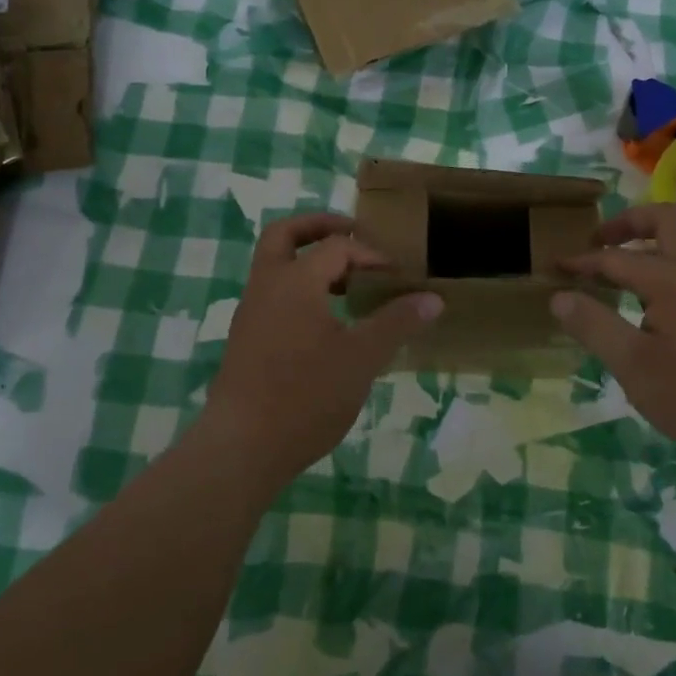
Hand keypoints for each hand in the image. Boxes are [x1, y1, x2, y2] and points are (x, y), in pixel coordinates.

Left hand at [200, 213, 440, 495]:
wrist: (242, 448)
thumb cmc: (306, 396)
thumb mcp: (362, 358)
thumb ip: (397, 322)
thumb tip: (433, 299)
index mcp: (295, 281)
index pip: (337, 246)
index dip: (371, 254)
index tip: (397, 277)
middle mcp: (266, 286)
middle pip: (285, 235)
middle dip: (319, 227)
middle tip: (354, 235)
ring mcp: (251, 312)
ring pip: (275, 265)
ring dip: (309, 260)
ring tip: (348, 282)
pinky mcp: (246, 338)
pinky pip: (273, 294)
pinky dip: (299, 289)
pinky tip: (326, 321)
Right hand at [552, 203, 675, 461]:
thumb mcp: (633, 365)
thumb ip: (594, 326)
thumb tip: (559, 296)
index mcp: (671, 278)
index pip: (616, 258)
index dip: (581, 262)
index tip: (554, 268)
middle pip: (664, 220)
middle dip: (627, 223)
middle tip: (598, 243)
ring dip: (648, 244)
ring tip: (617, 273)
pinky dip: (664, 266)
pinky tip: (649, 304)